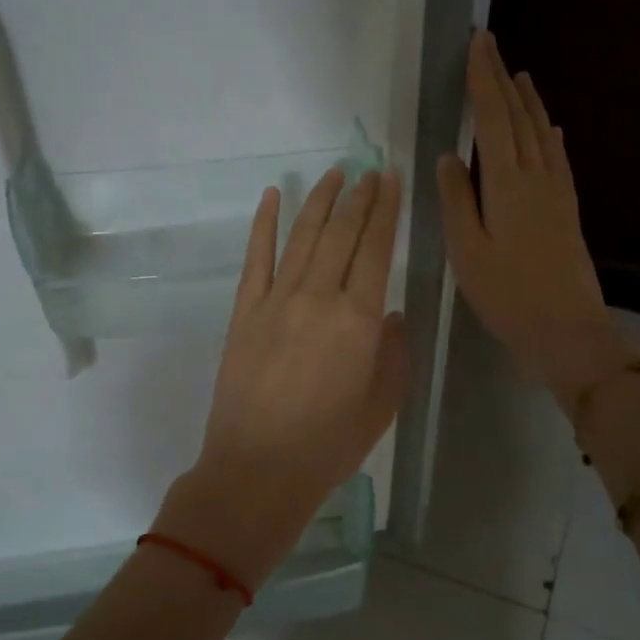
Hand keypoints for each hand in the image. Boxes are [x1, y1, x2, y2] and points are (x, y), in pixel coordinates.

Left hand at [158, 168, 409, 590]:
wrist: (258, 469)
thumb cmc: (330, 445)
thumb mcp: (382, 404)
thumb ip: (394, 352)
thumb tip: (392, 313)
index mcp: (359, 320)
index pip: (376, 249)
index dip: (385, 210)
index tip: (390, 180)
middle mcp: (318, 297)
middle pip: (341, 233)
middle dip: (358, 197)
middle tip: (369, 170)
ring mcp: (276, 300)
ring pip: (302, 236)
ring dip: (319, 200)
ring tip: (333, 173)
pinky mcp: (244, 311)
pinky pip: (256, 257)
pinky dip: (264, 223)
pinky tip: (272, 196)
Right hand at [438, 31, 637, 415]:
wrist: (566, 329)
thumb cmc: (507, 294)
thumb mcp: (467, 251)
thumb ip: (457, 200)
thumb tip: (449, 155)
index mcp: (506, 185)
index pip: (493, 119)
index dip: (483, 80)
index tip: (477, 45)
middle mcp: (536, 177)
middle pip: (519, 118)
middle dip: (502, 80)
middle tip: (491, 46)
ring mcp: (557, 192)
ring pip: (541, 134)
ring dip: (529, 101)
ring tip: (520, 75)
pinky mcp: (568, 209)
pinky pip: (558, 159)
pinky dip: (549, 135)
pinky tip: (549, 128)